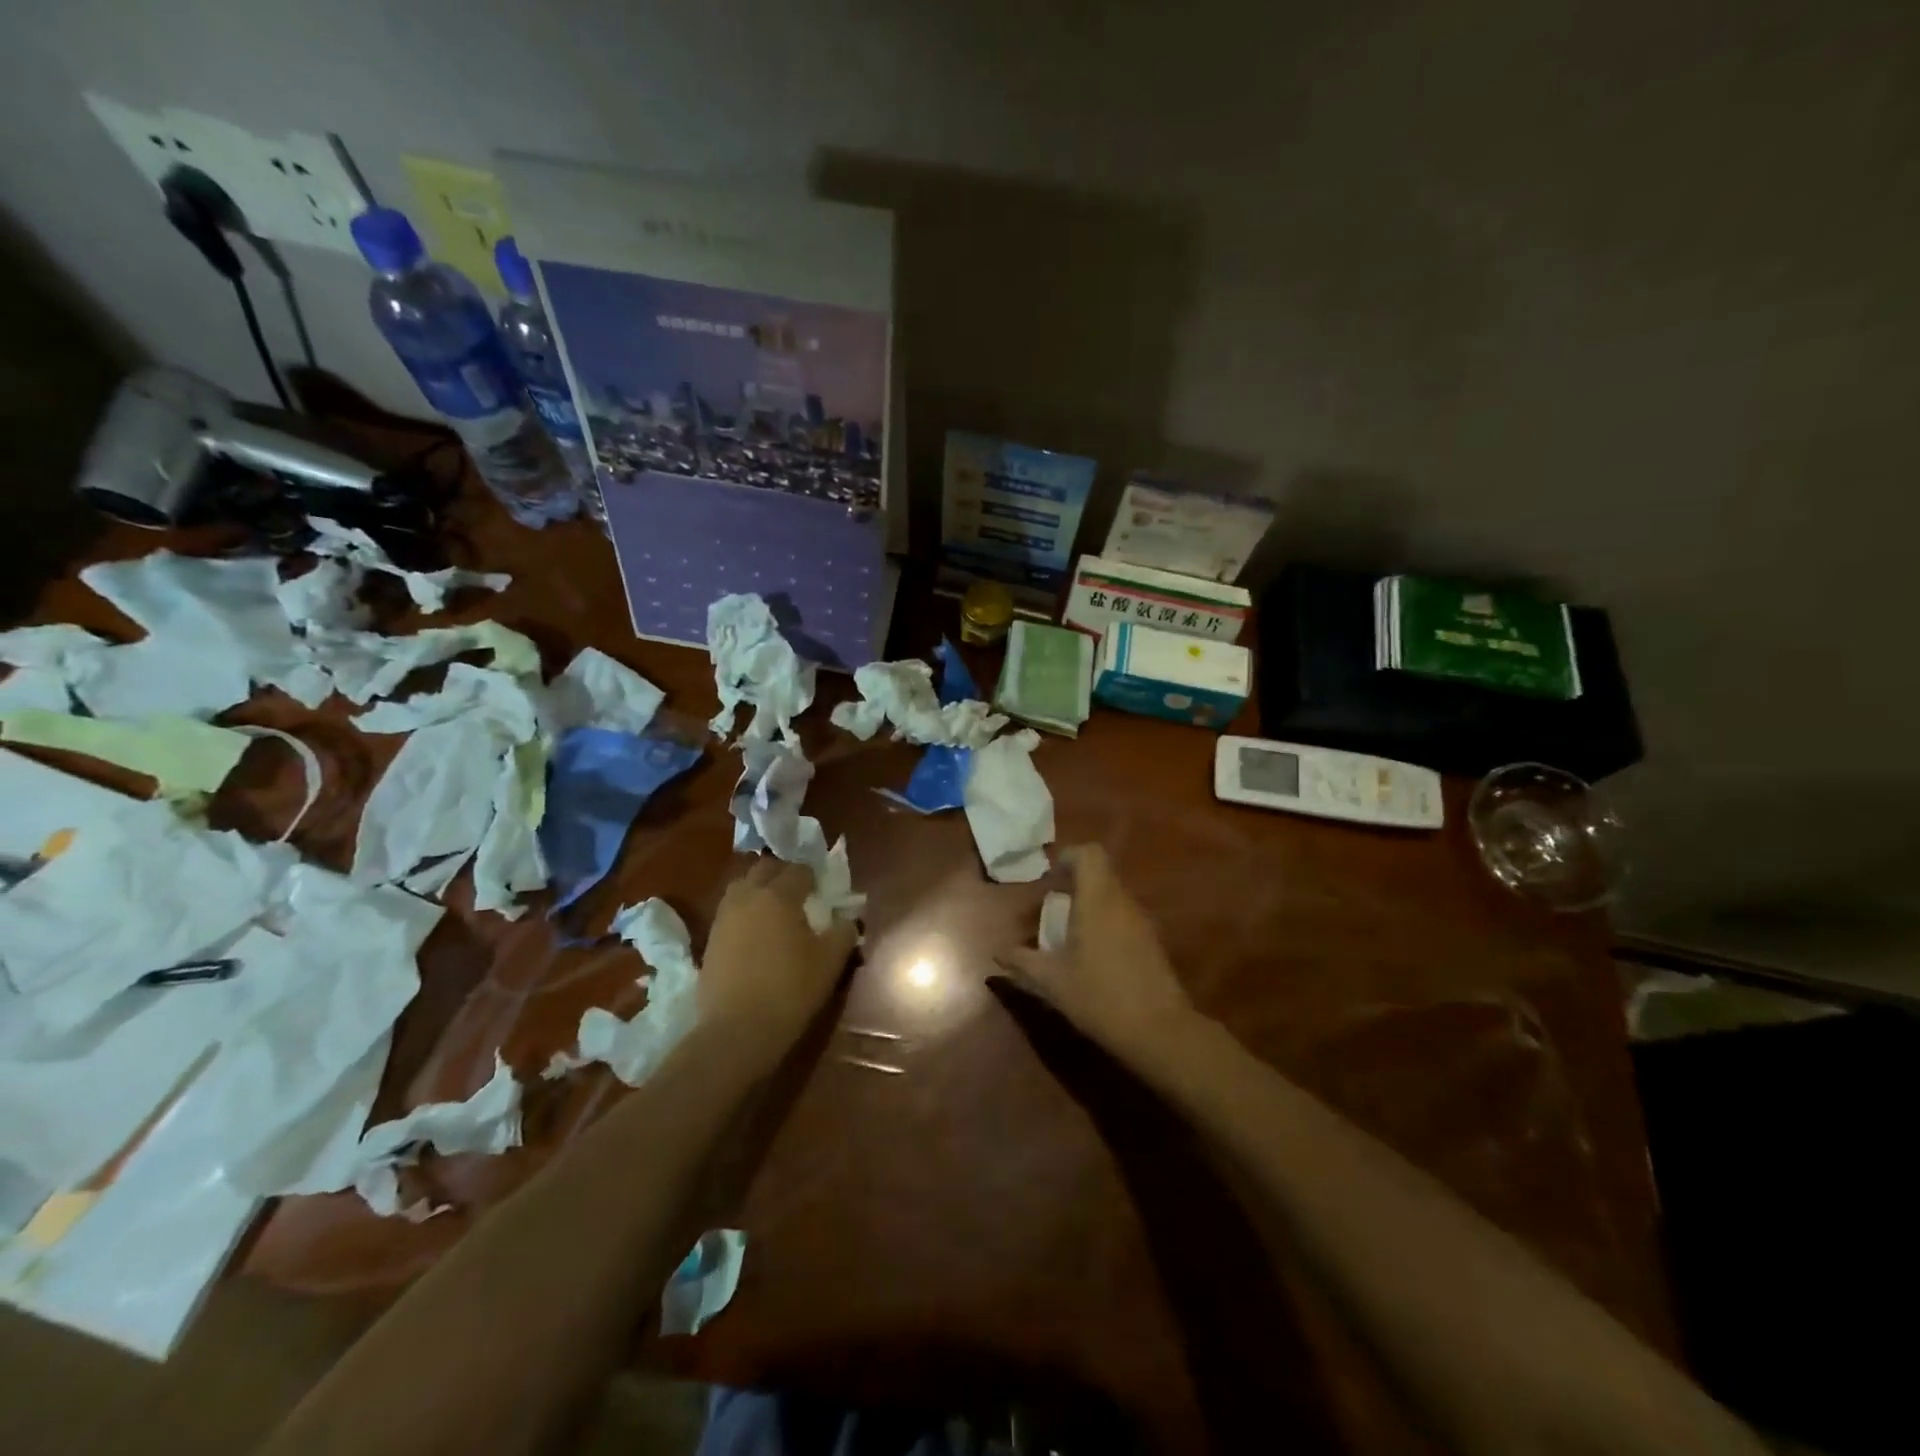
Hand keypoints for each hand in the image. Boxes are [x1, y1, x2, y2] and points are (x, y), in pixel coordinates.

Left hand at [701, 858, 858, 1063]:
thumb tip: (847, 918)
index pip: (798, 869)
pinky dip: (745, 912)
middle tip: (799, 894)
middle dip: (783, 874)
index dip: (813, 876)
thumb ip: (843, 931)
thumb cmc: (790, 990)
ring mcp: (724, 917)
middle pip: (765, 868)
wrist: (736, 1031)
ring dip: (760, 889)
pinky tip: (756, 934)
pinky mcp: (710, 939)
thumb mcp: (831, 961)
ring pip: (743, 887)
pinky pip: (731, 911)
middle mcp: (748, 896)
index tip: (822, 890)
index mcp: (779, 895)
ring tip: (775, 911)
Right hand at [996, 844, 1197, 1065]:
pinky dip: (1101, 925)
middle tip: (1044, 912)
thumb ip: (1022, 961)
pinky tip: (1086, 957)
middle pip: (1098, 876)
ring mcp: (1141, 923)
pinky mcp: (1151, 944)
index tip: (1046, 880)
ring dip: (1085, 908)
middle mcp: (1123, 903)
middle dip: (1069, 888)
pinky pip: (1121, 918)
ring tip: (1061, 938)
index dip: (1067, 858)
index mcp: (1098, 900)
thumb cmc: (1100, 996)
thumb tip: (998, 952)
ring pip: (1110, 898)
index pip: (1089, 854)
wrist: (1160, 1033)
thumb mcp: (1052, 981)